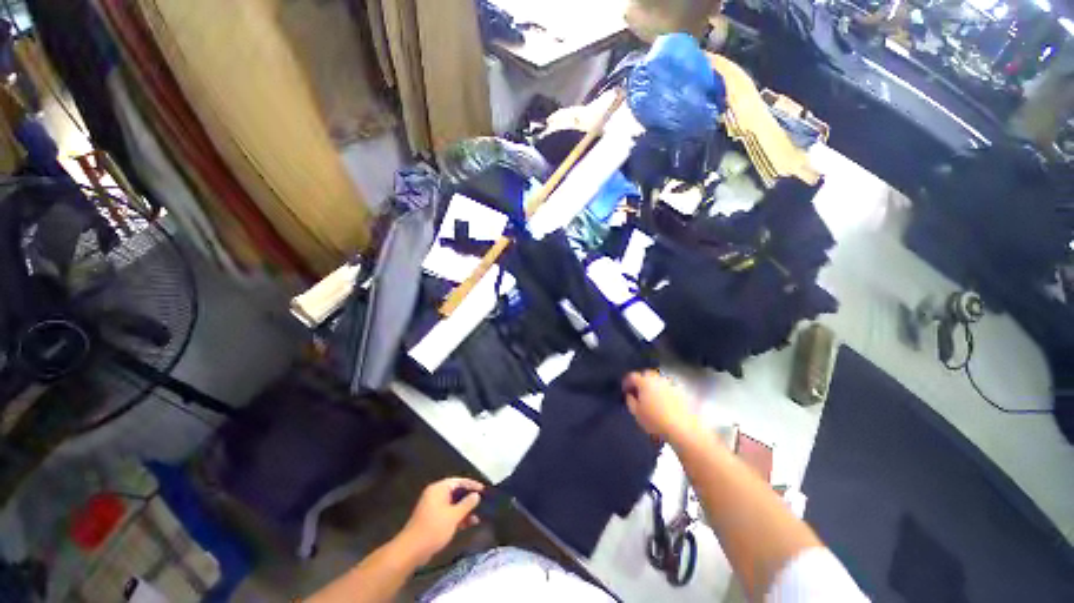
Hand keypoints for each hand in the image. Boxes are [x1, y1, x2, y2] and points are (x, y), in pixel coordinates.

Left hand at [397, 477, 483, 564]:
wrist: (411, 551)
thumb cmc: (434, 529)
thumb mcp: (454, 516)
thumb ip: (467, 504)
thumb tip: (476, 495)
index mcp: (439, 489)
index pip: (459, 481)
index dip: (472, 485)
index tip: (484, 490)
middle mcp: (435, 495)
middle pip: (456, 492)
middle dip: (469, 499)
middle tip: (482, 503)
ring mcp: (433, 507)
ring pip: (453, 504)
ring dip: (465, 510)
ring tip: (478, 517)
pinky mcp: (432, 519)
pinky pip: (448, 513)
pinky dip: (458, 517)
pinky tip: (468, 525)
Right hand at [622, 370, 696, 440]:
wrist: (684, 429)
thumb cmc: (655, 421)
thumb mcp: (636, 413)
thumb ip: (630, 401)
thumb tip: (630, 394)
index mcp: (644, 382)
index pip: (632, 376)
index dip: (626, 382)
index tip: (625, 391)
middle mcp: (657, 379)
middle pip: (646, 374)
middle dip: (640, 381)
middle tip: (637, 392)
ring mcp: (670, 384)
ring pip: (658, 380)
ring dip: (652, 386)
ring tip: (651, 398)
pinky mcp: (681, 392)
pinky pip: (668, 388)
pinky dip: (663, 392)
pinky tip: (664, 403)